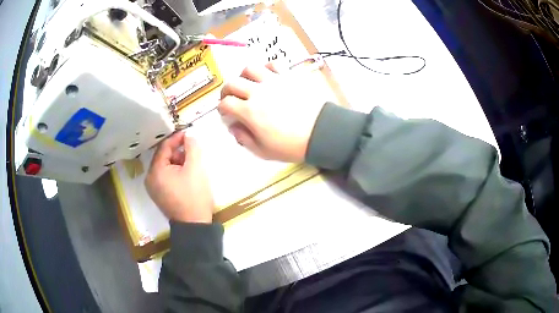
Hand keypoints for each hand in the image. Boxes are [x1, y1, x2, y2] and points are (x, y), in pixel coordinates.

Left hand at [145, 131, 213, 222]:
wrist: (194, 226)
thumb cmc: (194, 196)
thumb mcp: (196, 169)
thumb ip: (192, 148)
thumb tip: (189, 136)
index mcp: (155, 171)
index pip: (164, 147)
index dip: (176, 138)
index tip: (188, 133)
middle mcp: (150, 178)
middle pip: (163, 157)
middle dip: (178, 151)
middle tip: (192, 149)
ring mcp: (153, 188)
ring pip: (164, 167)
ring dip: (177, 161)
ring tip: (191, 163)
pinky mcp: (159, 195)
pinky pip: (165, 177)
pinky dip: (174, 172)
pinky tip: (186, 174)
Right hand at [218, 63, 326, 162]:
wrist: (320, 132)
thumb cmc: (292, 145)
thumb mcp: (264, 150)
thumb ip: (245, 139)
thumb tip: (234, 128)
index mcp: (250, 112)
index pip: (226, 103)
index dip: (222, 108)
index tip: (225, 112)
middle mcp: (258, 92)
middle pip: (232, 83)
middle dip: (226, 90)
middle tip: (230, 97)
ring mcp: (273, 81)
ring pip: (249, 68)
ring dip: (243, 75)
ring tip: (247, 83)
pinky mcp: (288, 77)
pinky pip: (274, 64)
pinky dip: (267, 66)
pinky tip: (267, 74)